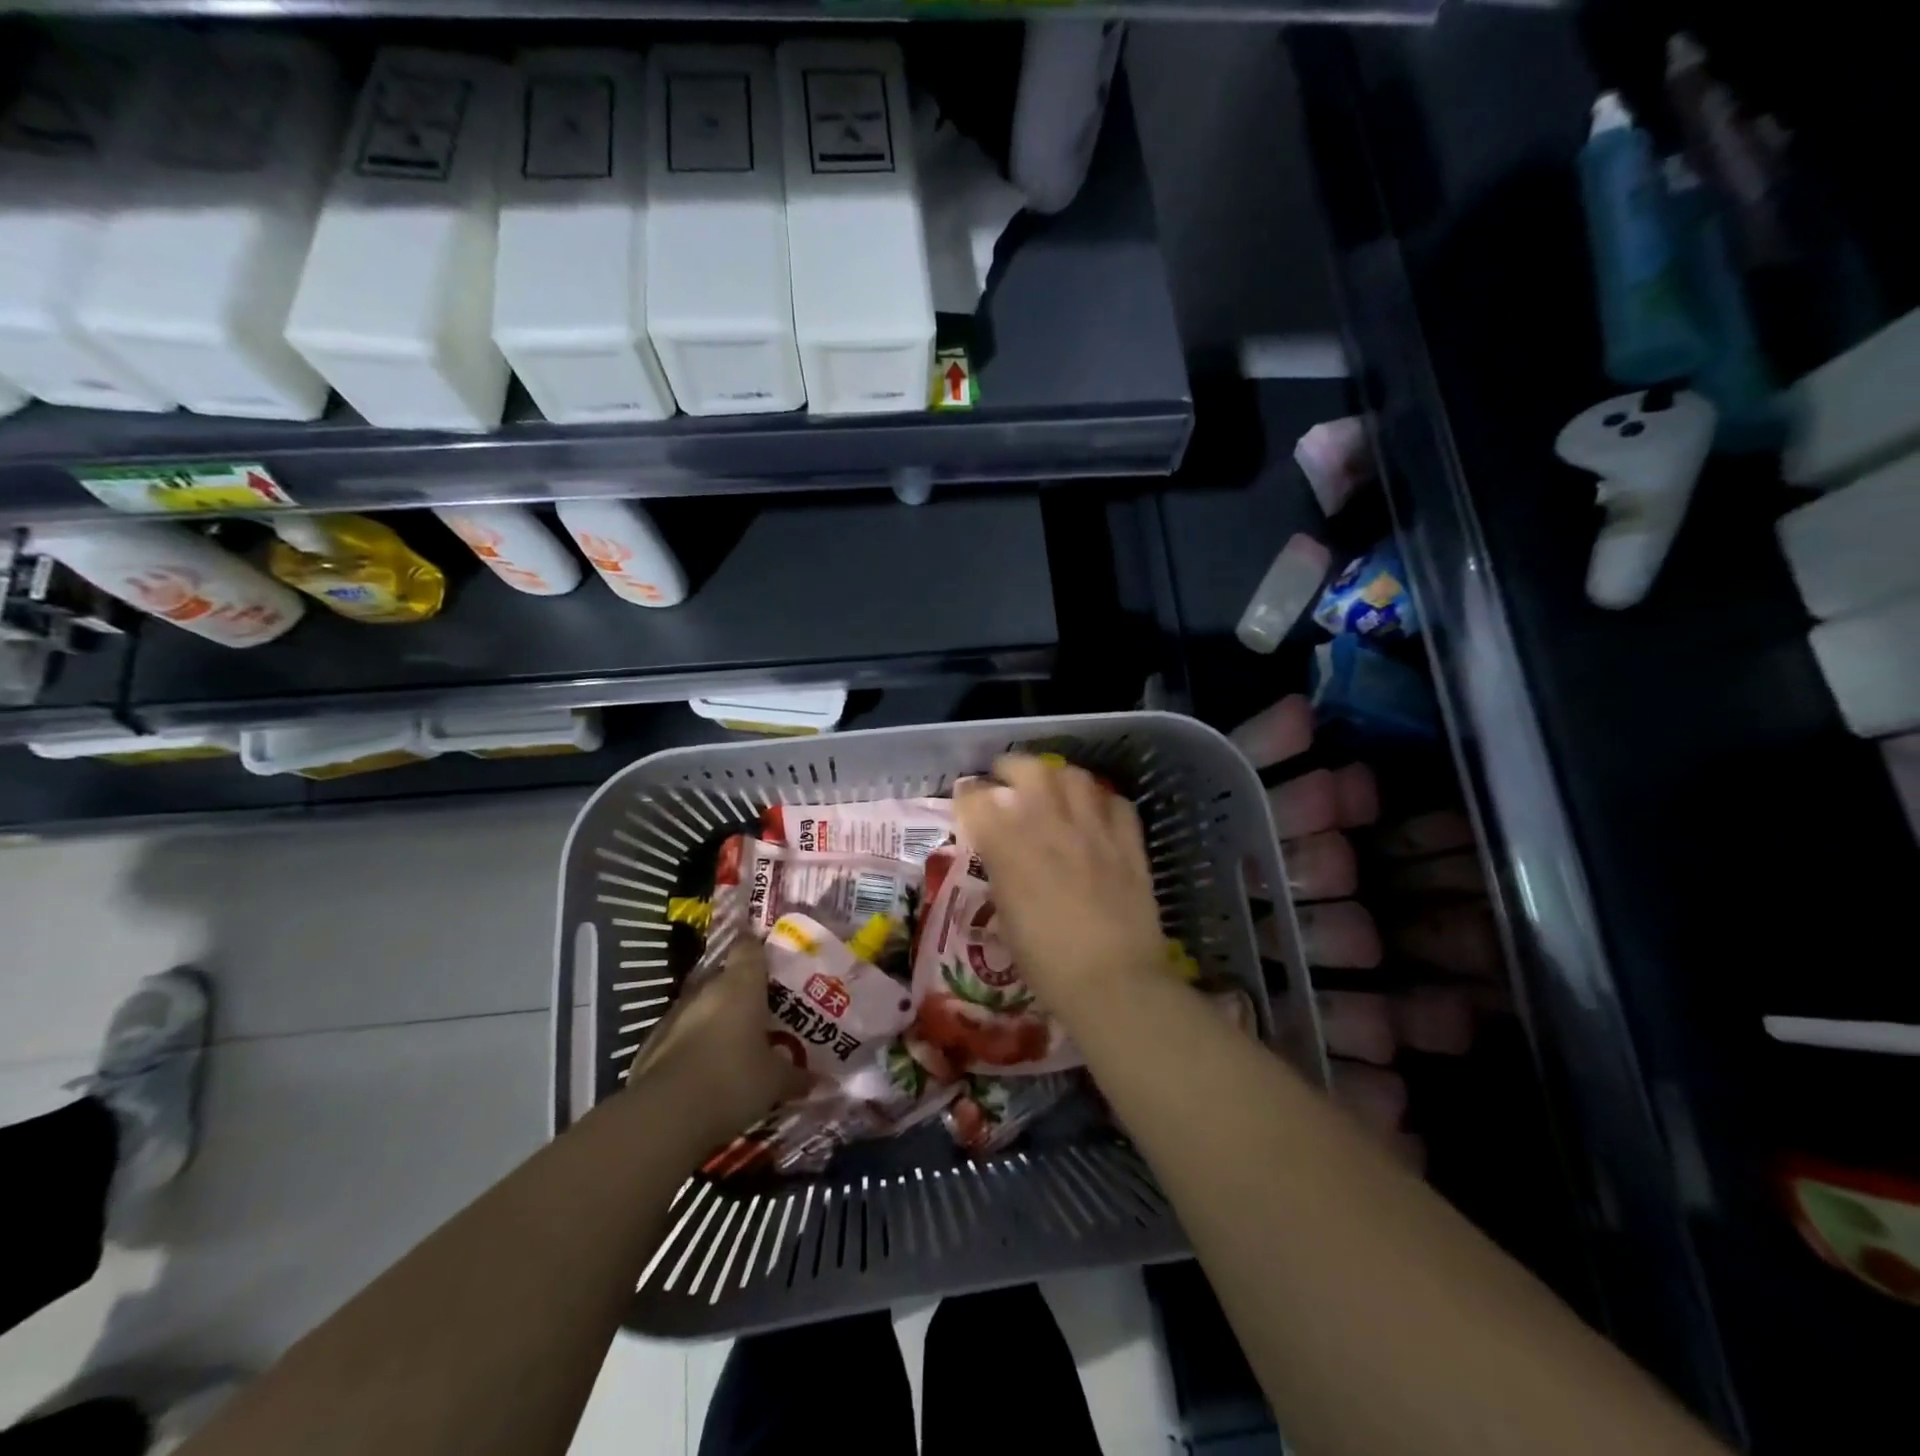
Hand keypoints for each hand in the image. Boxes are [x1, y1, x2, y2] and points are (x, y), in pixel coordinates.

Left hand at [626, 938, 803, 1148]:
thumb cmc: (732, 1081)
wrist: (664, 1117)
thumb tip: (821, 1080)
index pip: (749, 946)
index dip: (760, 946)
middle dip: (745, 990)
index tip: (774, 955)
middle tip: (767, 1009)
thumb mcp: (775, 1082)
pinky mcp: (654, 1043)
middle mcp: (707, 990)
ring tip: (739, 1042)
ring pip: (704, 1006)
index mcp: (741, 984)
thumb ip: (798, 1075)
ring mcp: (675, 1015)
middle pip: (728, 977)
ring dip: (719, 1018)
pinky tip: (707, 1069)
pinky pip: (683, 1034)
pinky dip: (696, 1044)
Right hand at [955, 754, 1167, 1018]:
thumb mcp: (1007, 918)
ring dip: (1057, 776)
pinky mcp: (1130, 845)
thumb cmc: (1048, 964)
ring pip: (1075, 777)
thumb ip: (1001, 872)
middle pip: (1030, 771)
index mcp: (1012, 850)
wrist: (1114, 984)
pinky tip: (1094, 811)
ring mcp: (1095, 832)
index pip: (980, 800)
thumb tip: (997, 849)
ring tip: (1051, 787)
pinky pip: (1117, 803)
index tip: (966, 799)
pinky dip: (1101, 800)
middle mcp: (1052, 829)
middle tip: (1005, 778)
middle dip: (1011, 768)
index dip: (968, 795)